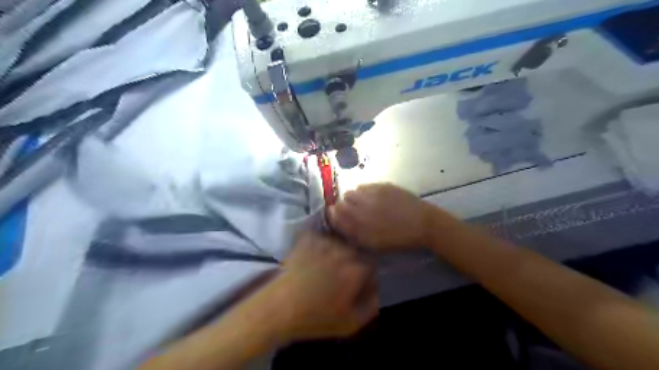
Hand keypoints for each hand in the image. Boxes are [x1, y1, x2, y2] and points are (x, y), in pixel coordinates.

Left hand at [262, 231, 375, 340]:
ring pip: (340, 242)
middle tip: (338, 275)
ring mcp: (325, 242)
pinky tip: (313, 254)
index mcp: (357, 270)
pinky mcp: (309, 238)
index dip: (365, 275)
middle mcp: (344, 251)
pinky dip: (320, 242)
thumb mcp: (351, 323)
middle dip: (352, 262)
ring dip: (337, 251)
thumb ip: (372, 304)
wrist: (279, 307)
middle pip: (356, 251)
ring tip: (324, 266)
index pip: (371, 265)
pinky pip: (322, 236)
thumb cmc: (316, 318)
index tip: (356, 282)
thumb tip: (377, 288)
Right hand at [327, 182, 456, 250]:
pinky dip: (365, 192)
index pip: (335, 214)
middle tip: (355, 212)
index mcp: (359, 223)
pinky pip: (365, 186)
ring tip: (365, 204)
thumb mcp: (373, 242)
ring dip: (355, 198)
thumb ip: (353, 231)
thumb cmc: (398, 238)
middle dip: (344, 206)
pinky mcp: (382, 185)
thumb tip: (337, 220)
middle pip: (342, 200)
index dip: (334, 215)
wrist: (422, 224)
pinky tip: (374, 198)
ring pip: (353, 191)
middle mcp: (362, 206)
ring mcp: (372, 193)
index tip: (339, 218)